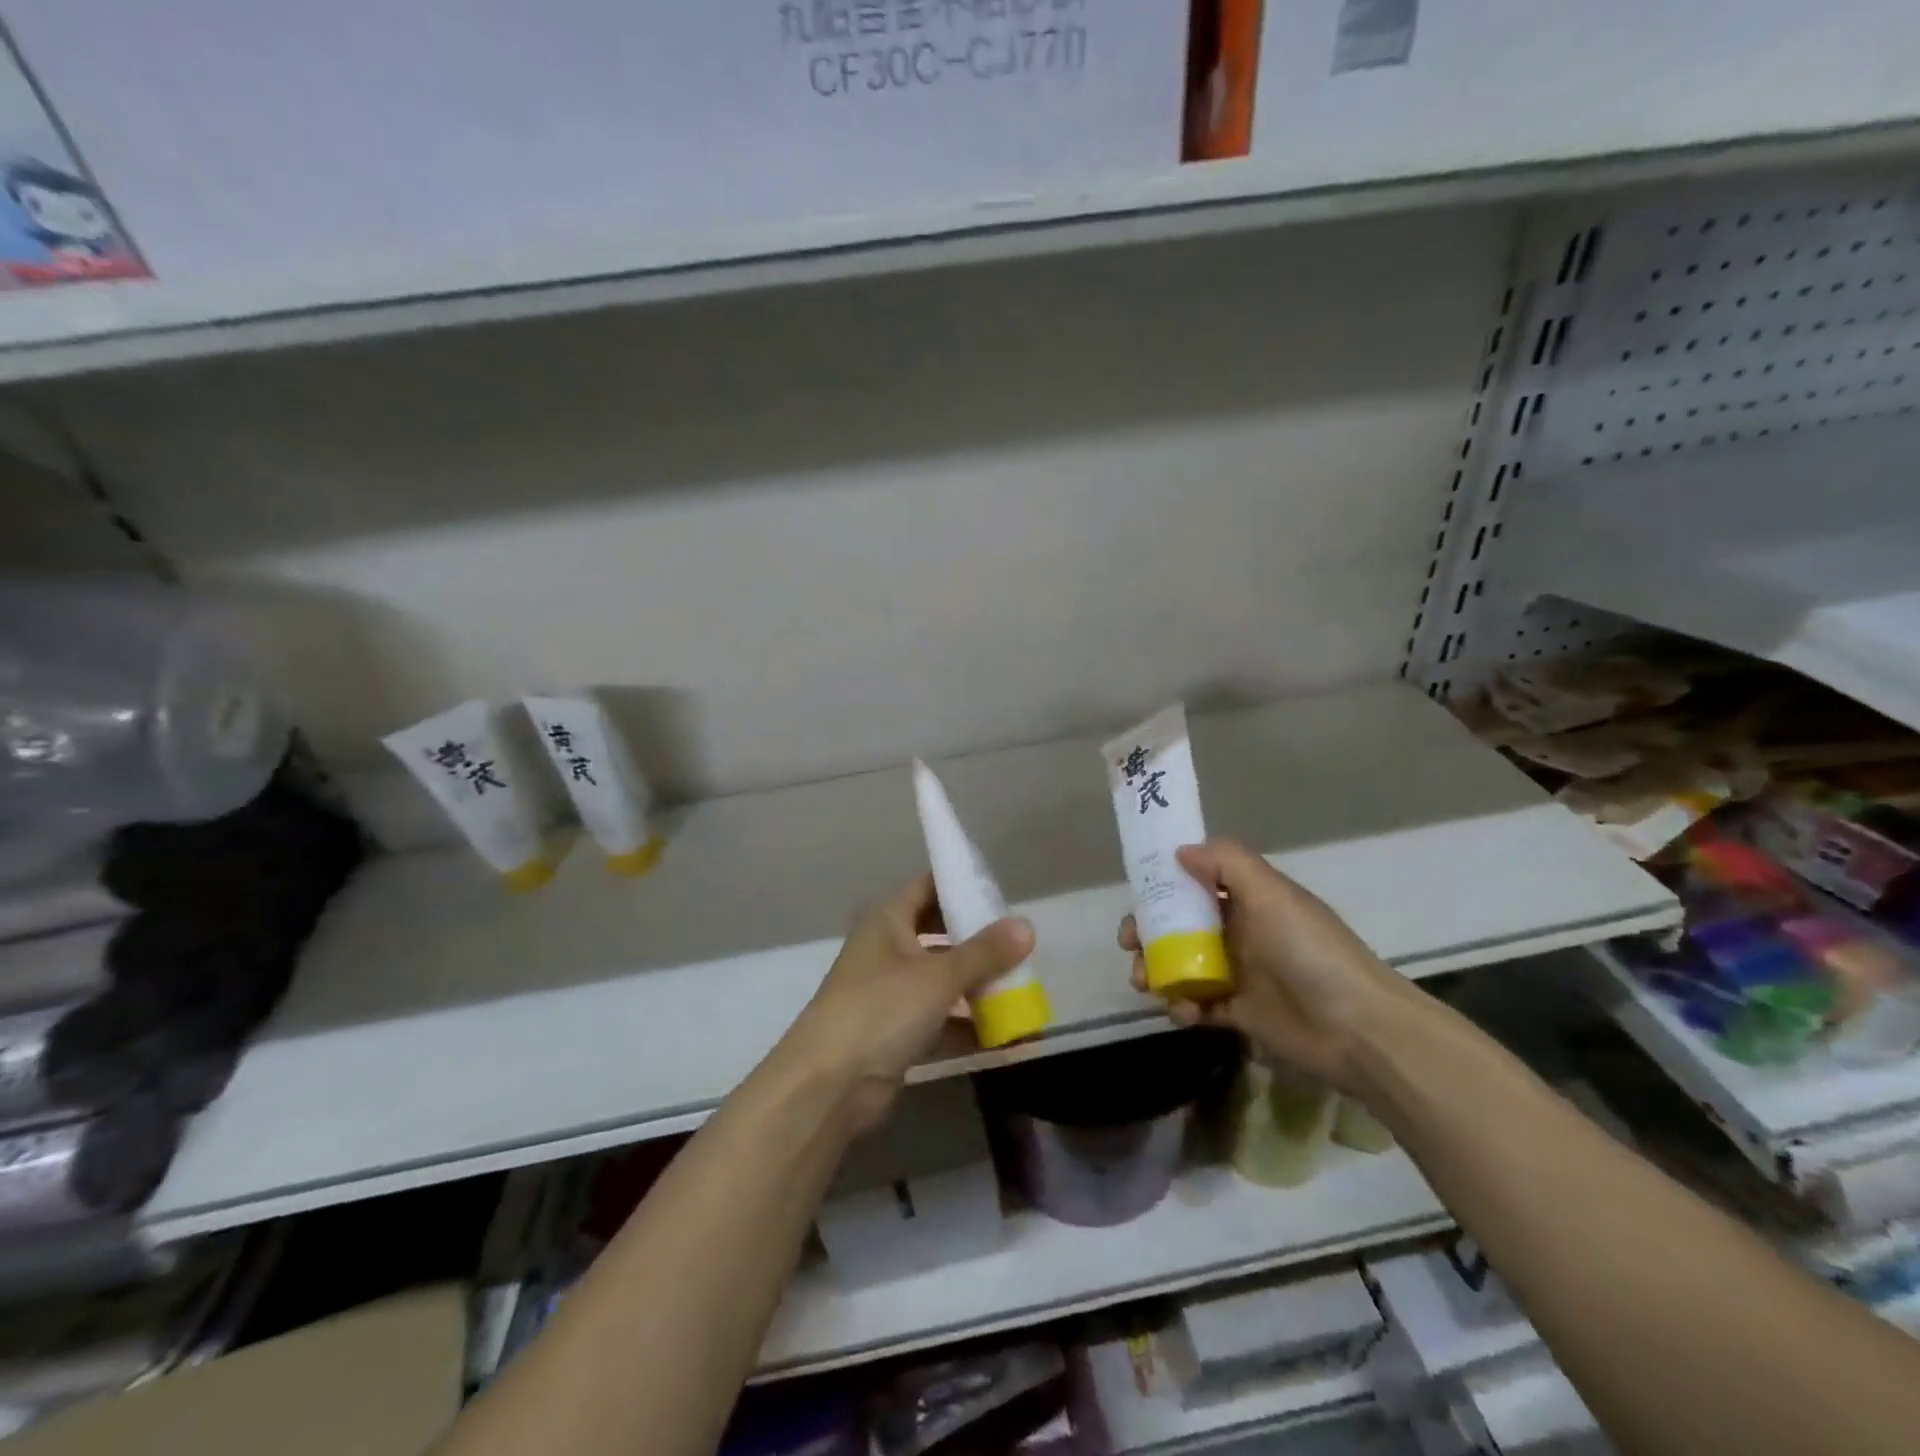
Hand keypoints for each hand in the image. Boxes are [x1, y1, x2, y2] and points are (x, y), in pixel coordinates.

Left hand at [779, 874, 1035, 1134]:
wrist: (828, 1084)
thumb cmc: (882, 1009)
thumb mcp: (939, 976)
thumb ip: (985, 952)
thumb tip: (1027, 926)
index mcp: (888, 919)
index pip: (929, 886)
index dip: (962, 886)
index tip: (1001, 896)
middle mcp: (886, 948)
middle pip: (938, 932)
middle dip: (976, 941)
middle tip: (1017, 946)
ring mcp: (888, 991)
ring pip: (940, 978)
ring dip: (975, 985)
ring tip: (1020, 989)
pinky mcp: (893, 1031)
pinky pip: (937, 1018)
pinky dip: (965, 1024)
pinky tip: (1003, 1035)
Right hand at [1120, 839, 1411, 1093]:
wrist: (1357, 1028)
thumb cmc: (1309, 951)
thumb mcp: (1270, 893)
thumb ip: (1226, 862)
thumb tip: (1180, 851)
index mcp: (1248, 900)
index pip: (1196, 884)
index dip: (1163, 886)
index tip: (1136, 894)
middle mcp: (1239, 932)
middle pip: (1179, 926)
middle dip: (1148, 932)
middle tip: (1130, 943)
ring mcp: (1237, 974)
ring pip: (1181, 965)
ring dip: (1156, 971)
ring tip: (1145, 982)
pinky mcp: (1238, 1014)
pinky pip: (1196, 1005)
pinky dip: (1181, 1007)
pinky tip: (1183, 1011)